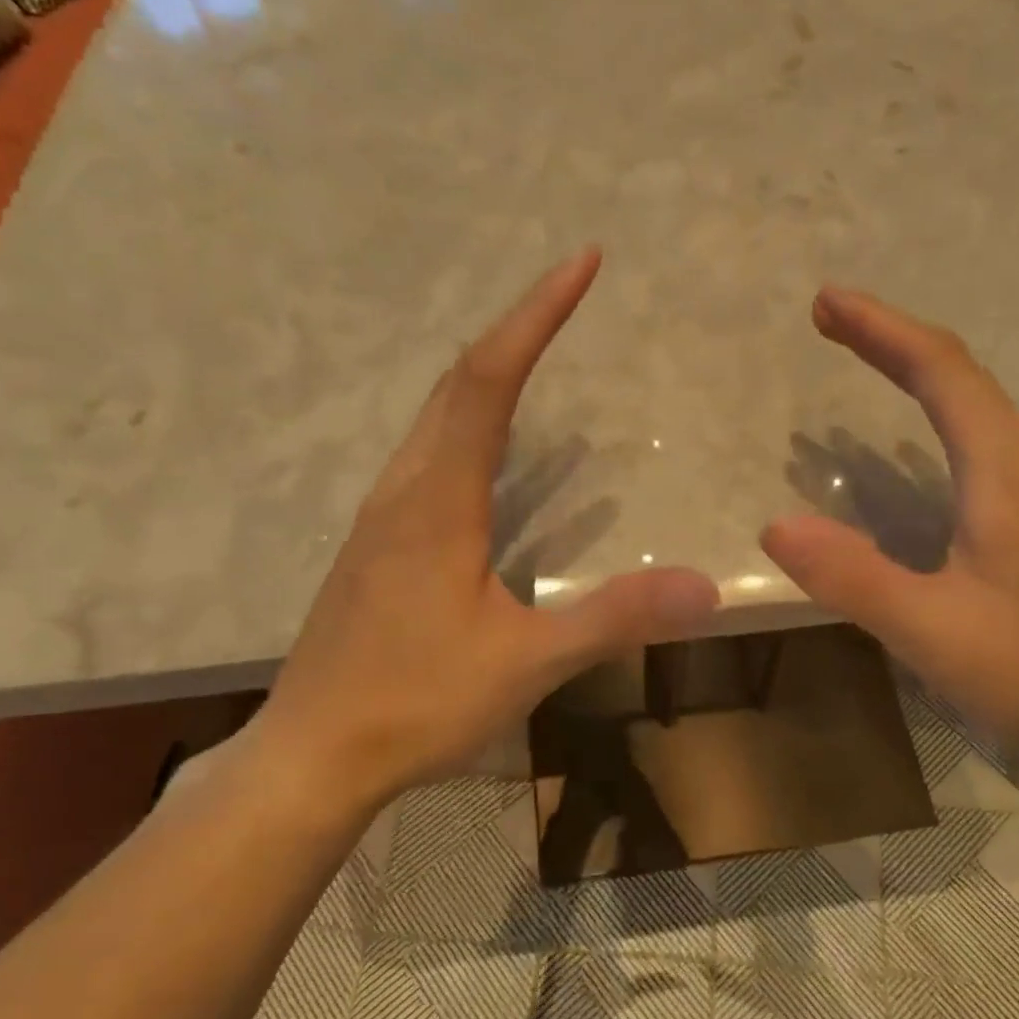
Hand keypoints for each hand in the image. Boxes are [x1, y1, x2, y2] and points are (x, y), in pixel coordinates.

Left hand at [246, 249, 718, 807]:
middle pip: (455, 384)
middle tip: (566, 296)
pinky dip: (465, 426)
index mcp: (438, 502)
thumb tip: (706, 586)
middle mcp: (403, 491)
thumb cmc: (415, 704)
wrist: (311, 754)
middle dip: (514, 330)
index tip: (581, 263)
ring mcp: (380, 519)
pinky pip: (425, 459)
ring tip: (535, 357)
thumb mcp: (526, 663)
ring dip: (485, 376)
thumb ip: (613, 618)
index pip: (489, 381)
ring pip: (434, 420)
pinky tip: (488, 457)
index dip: (536, 316)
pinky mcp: (374, 549)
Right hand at [761, 288, 1018, 762]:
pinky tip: (918, 437)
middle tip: (829, 321)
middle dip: (890, 340)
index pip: (939, 369)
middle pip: (957, 374)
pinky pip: (983, 437)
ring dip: (915, 373)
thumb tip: (776, 527)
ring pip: (975, 404)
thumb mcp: (932, 629)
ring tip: (863, 360)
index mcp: (1006, 468)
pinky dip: (938, 414)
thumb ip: (853, 576)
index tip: (826, 303)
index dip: (880, 329)